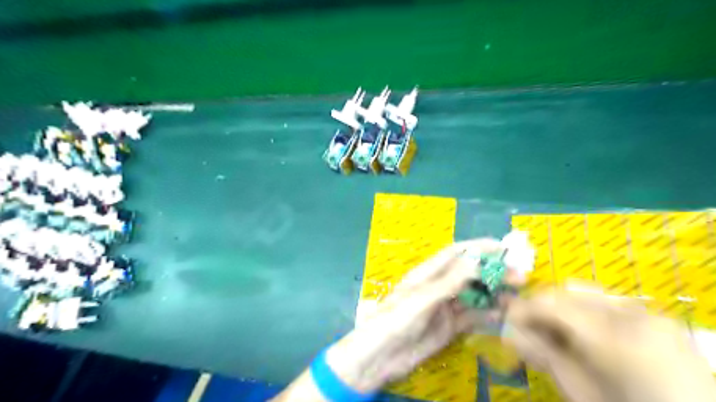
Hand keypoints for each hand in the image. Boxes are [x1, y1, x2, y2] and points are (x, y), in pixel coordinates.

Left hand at [326, 238, 502, 392]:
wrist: (381, 356)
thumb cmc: (395, 319)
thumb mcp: (422, 297)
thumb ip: (449, 281)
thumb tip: (476, 261)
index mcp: (427, 273)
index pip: (456, 253)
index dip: (479, 247)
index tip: (504, 247)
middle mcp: (438, 286)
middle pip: (469, 274)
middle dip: (493, 271)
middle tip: (520, 275)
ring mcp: (445, 307)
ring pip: (474, 295)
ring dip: (495, 293)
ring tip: (518, 294)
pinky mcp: (449, 327)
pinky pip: (473, 317)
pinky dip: (489, 314)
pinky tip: (505, 314)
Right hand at [502, 288, 715, 401]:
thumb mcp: (581, 392)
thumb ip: (544, 356)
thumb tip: (508, 332)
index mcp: (616, 338)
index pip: (553, 305)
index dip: (523, 308)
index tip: (505, 317)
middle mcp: (635, 315)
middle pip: (568, 292)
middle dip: (540, 305)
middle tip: (524, 323)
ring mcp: (650, 314)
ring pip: (586, 294)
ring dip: (560, 307)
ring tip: (550, 328)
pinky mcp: (656, 319)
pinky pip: (606, 303)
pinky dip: (583, 312)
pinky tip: (578, 332)